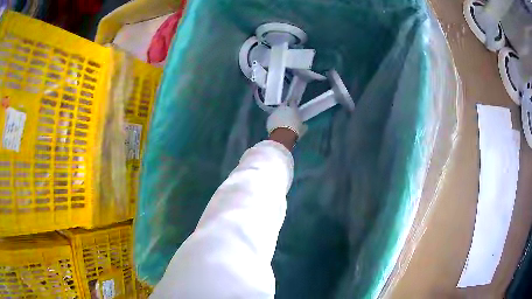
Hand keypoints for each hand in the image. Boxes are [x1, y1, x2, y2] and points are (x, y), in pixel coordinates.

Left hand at [267, 105, 306, 148]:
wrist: (282, 137)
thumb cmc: (295, 131)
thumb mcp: (303, 129)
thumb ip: (303, 125)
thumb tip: (304, 125)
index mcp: (293, 108)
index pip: (293, 102)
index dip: (293, 104)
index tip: (294, 106)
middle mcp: (283, 108)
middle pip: (284, 105)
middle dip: (285, 109)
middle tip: (287, 115)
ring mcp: (274, 112)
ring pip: (277, 111)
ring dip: (279, 115)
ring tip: (281, 122)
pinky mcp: (268, 118)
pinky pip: (272, 118)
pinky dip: (274, 121)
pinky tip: (276, 126)